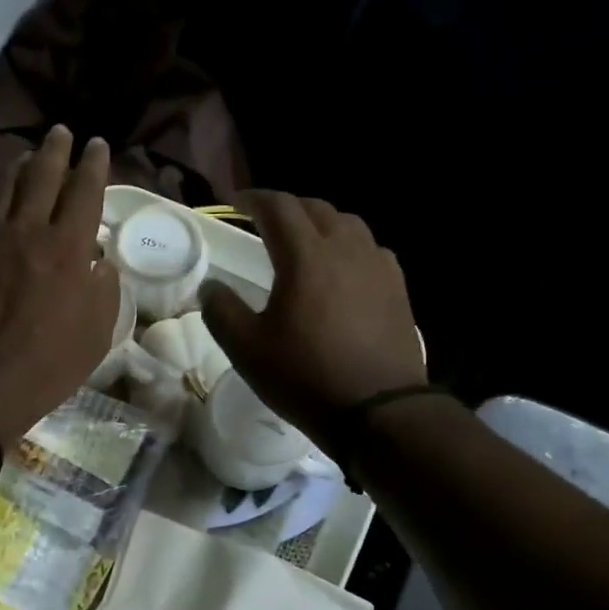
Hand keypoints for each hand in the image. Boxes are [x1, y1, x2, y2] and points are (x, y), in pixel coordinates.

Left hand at [0, 125, 119, 446]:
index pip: (85, 189)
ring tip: (30, 156)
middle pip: (42, 174)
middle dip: (56, 148)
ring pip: (5, 185)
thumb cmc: (49, 364)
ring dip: (22, 165)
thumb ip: (104, 286)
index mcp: (67, 247)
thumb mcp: (98, 331)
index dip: (94, 163)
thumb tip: (97, 260)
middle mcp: (26, 230)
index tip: (97, 146)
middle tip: (62, 133)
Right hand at [200, 191, 426, 448]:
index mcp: (305, 256)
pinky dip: (349, 246)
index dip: (254, 199)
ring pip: (348, 224)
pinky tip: (342, 270)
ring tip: (304, 241)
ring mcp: (377, 267)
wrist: (378, 411)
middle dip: (287, 208)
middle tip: (266, 220)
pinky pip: (371, 249)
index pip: (279, 207)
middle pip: (316, 209)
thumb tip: (211, 286)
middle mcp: (345, 249)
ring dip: (320, 223)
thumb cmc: (305, 376)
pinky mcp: (397, 288)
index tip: (237, 203)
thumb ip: (221, 310)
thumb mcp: (246, 349)